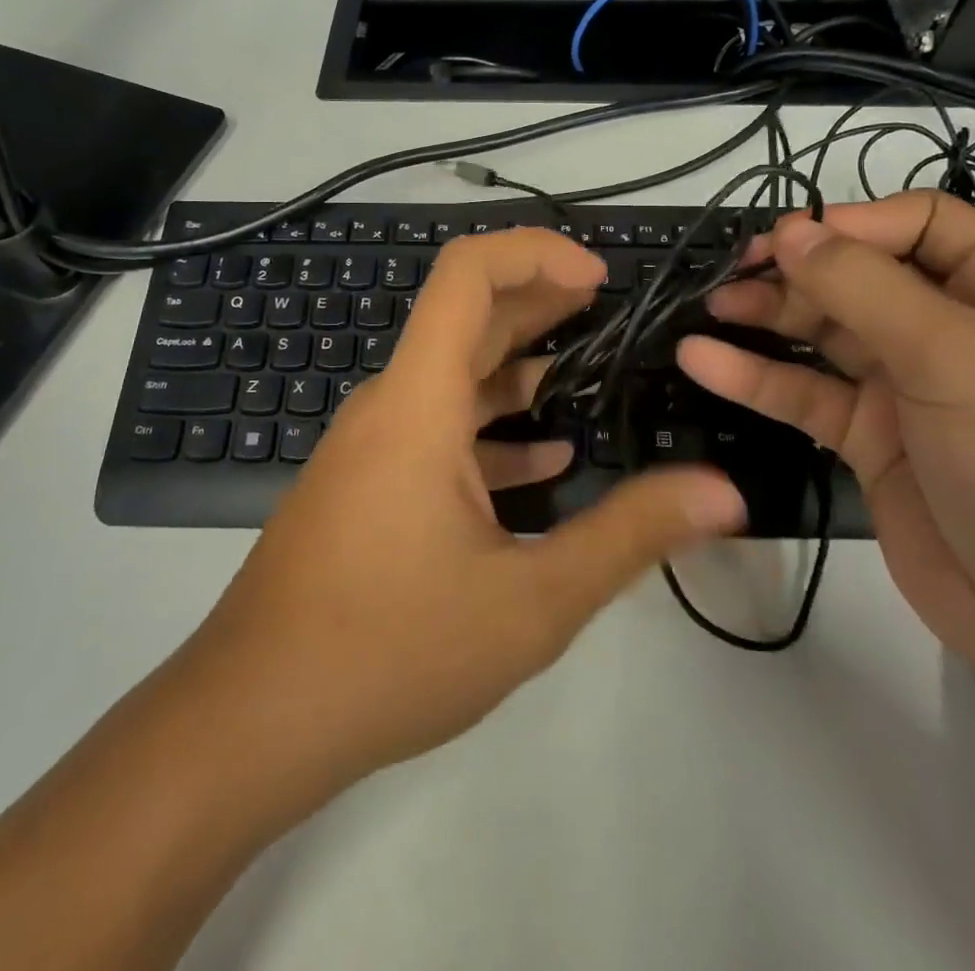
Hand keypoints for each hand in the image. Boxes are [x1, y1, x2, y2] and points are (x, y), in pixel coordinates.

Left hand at [175, 227, 745, 807]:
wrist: (252, 720)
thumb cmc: (390, 650)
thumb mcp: (530, 600)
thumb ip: (630, 536)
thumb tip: (722, 492)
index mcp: (419, 401)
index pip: (467, 273)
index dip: (535, 254)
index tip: (598, 279)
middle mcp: (390, 406)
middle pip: (467, 319)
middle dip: (541, 303)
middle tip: (611, 310)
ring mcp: (372, 446)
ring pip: (454, 379)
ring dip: (521, 369)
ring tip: (591, 376)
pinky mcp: (367, 485)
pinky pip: (436, 432)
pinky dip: (491, 429)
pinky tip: (542, 461)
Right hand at [677, 194, 974, 692]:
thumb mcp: (956, 357)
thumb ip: (864, 288)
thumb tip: (791, 228)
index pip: (922, 226)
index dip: (856, 223)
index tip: (793, 240)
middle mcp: (952, 333)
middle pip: (860, 278)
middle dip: (797, 271)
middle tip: (733, 275)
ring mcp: (907, 391)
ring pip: (824, 335)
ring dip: (767, 317)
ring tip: (710, 308)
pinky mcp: (869, 443)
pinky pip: (805, 396)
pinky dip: (754, 377)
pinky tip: (704, 361)